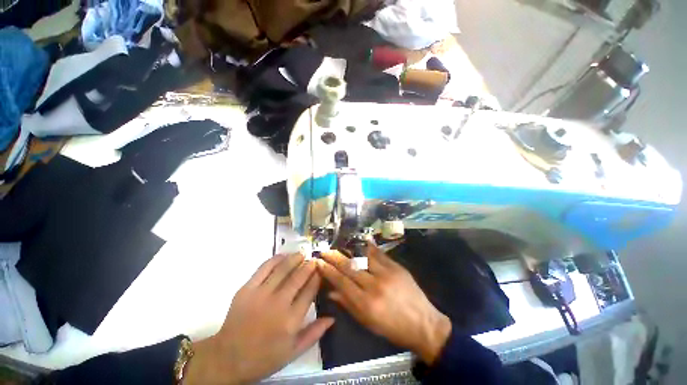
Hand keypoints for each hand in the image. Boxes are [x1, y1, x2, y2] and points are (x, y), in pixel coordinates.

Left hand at [185, 254, 333, 384]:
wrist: (228, 358)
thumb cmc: (264, 357)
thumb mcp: (293, 352)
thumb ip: (314, 333)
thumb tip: (332, 317)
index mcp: (291, 320)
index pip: (310, 291)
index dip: (317, 277)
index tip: (321, 270)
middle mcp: (278, 304)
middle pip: (298, 277)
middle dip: (309, 265)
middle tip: (314, 259)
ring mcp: (261, 295)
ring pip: (283, 269)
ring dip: (295, 258)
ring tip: (301, 253)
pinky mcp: (247, 289)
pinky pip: (264, 268)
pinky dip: (275, 259)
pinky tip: (283, 256)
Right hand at [317, 245, 451, 364]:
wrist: (423, 323)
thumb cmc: (392, 328)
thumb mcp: (368, 323)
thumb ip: (348, 304)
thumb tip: (331, 291)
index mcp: (366, 303)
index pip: (341, 282)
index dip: (328, 271)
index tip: (319, 263)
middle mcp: (375, 285)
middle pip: (350, 267)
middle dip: (334, 257)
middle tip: (325, 251)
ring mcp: (387, 273)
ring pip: (362, 256)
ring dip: (348, 249)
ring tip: (338, 244)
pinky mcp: (396, 266)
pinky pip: (378, 253)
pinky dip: (367, 247)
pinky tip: (358, 241)